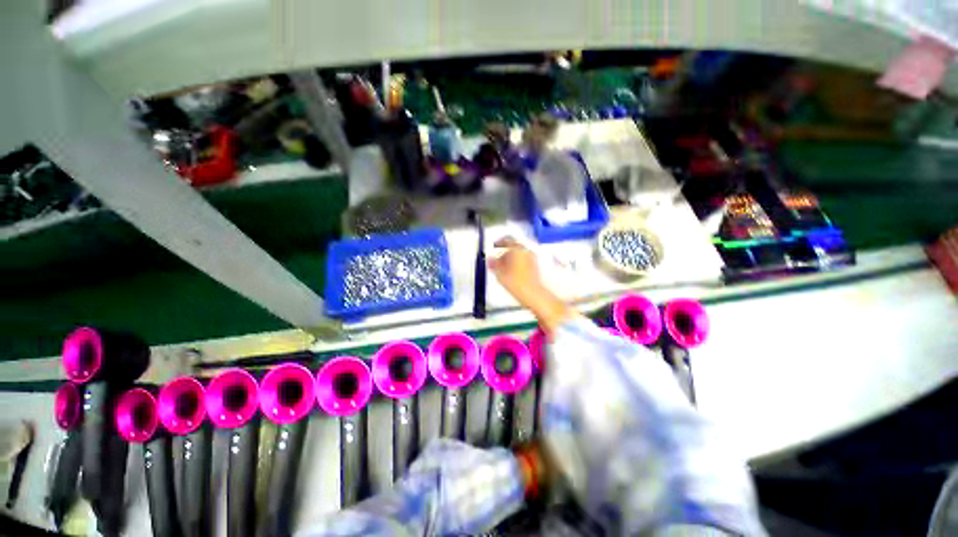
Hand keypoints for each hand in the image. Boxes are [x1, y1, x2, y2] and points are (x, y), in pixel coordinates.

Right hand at [488, 236, 576, 333]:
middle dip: (505, 250)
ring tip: (504, 266)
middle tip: (497, 258)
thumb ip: (494, 264)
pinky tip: (513, 271)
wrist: (536, 296)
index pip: (507, 239)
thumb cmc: (517, 284)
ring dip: (511, 256)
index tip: (494, 247)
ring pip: (520, 252)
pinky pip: (525, 258)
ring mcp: (533, 257)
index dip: (499, 242)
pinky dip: (518, 261)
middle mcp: (527, 250)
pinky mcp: (536, 266)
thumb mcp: (500, 274)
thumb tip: (490, 259)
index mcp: (518, 249)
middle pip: (514, 245)